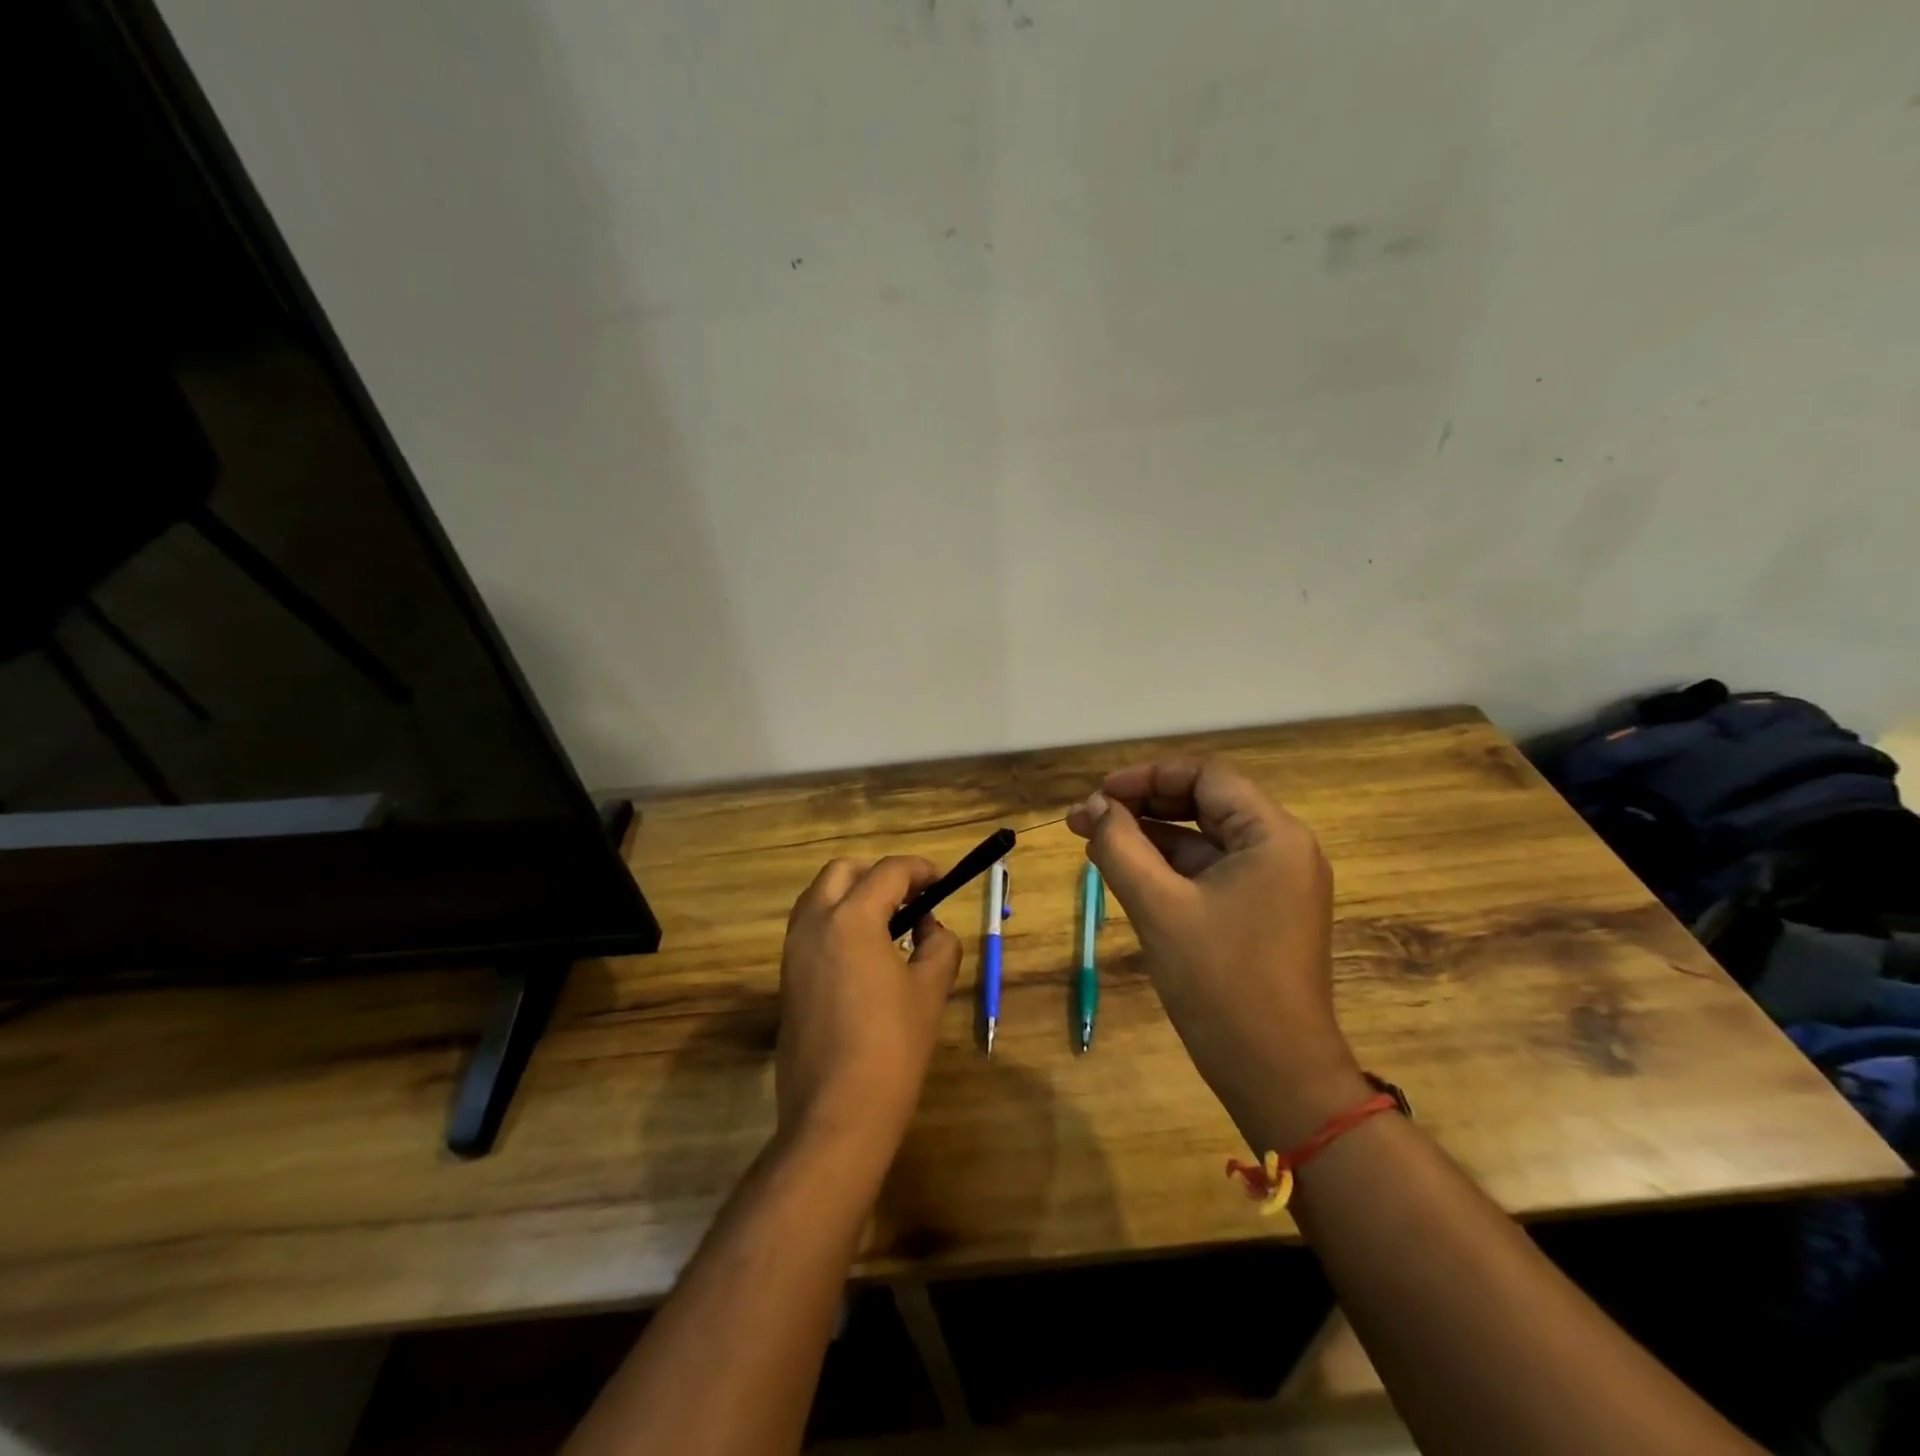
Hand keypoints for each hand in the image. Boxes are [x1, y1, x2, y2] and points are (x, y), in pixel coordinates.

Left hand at [774, 856, 962, 1163]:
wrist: (837, 1113)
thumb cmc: (892, 1046)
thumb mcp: (930, 990)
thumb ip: (939, 946)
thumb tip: (930, 930)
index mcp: (851, 918)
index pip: (889, 872)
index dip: (921, 870)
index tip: (942, 881)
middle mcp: (814, 924)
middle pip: (842, 871)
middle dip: (879, 874)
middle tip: (912, 897)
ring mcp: (794, 952)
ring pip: (819, 897)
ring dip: (853, 895)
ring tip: (890, 924)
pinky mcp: (787, 979)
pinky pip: (810, 929)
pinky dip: (837, 922)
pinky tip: (866, 955)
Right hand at [1067, 759, 1366, 1150]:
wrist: (1275, 1075)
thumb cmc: (1220, 983)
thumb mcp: (1159, 907)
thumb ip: (1120, 846)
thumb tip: (1092, 807)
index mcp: (1273, 836)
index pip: (1206, 777)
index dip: (1147, 777)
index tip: (1099, 795)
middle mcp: (1281, 849)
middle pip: (1205, 803)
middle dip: (1142, 805)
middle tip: (1085, 818)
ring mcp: (1272, 883)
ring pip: (1203, 839)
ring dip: (1149, 835)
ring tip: (1093, 841)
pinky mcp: (1260, 913)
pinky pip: (1209, 872)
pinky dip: (1167, 867)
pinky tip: (1125, 871)